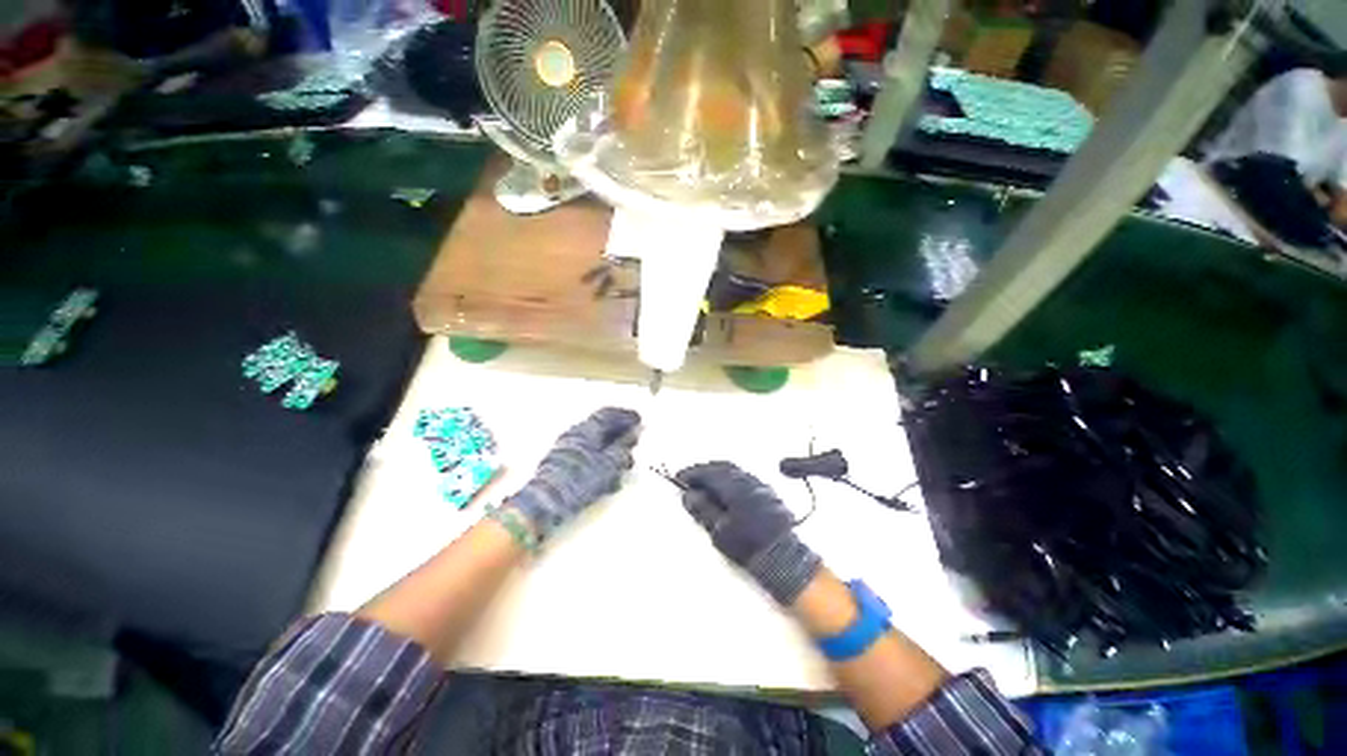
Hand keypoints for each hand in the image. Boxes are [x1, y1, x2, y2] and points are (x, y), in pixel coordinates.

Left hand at [502, 408, 640, 543]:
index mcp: (588, 429)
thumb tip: (635, 431)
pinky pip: (587, 454)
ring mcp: (567, 448)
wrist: (545, 502)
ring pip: (595, 442)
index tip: (639, 420)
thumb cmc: (581, 479)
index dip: (625, 416)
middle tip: (634, 440)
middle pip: (602, 427)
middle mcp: (576, 433)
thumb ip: (623, 446)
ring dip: (611, 448)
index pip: (609, 414)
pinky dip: (601, 458)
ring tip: (624, 462)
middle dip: (619, 433)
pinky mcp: (562, 463)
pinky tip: (607, 473)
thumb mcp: (610, 463)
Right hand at [676, 462, 821, 605]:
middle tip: (691, 477)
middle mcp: (747, 480)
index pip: (708, 473)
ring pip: (734, 470)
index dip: (692, 474)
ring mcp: (759, 485)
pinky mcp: (767, 492)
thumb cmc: (747, 545)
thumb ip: (703, 510)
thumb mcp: (719, 531)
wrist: (782, 556)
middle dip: (704, 470)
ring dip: (717, 472)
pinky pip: (744, 476)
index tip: (679, 477)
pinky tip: (726, 487)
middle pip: (721, 467)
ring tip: (706, 481)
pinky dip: (730, 477)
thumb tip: (689, 494)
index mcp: (733, 487)